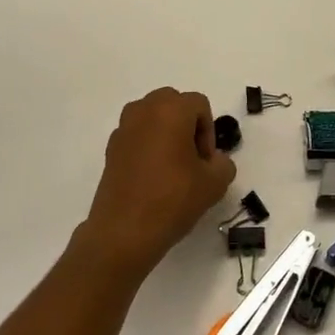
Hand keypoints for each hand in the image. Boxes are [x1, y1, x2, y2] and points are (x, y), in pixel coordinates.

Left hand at [78, 88, 235, 277]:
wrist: (124, 232)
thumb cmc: (173, 199)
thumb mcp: (215, 183)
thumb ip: (223, 163)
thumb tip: (213, 160)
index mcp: (171, 110)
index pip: (199, 104)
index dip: (209, 131)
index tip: (206, 161)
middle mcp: (144, 110)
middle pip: (173, 103)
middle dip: (187, 124)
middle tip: (192, 158)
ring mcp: (123, 128)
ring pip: (152, 117)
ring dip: (166, 132)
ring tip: (172, 166)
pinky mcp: (110, 148)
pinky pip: (137, 135)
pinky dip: (148, 145)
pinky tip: (152, 177)